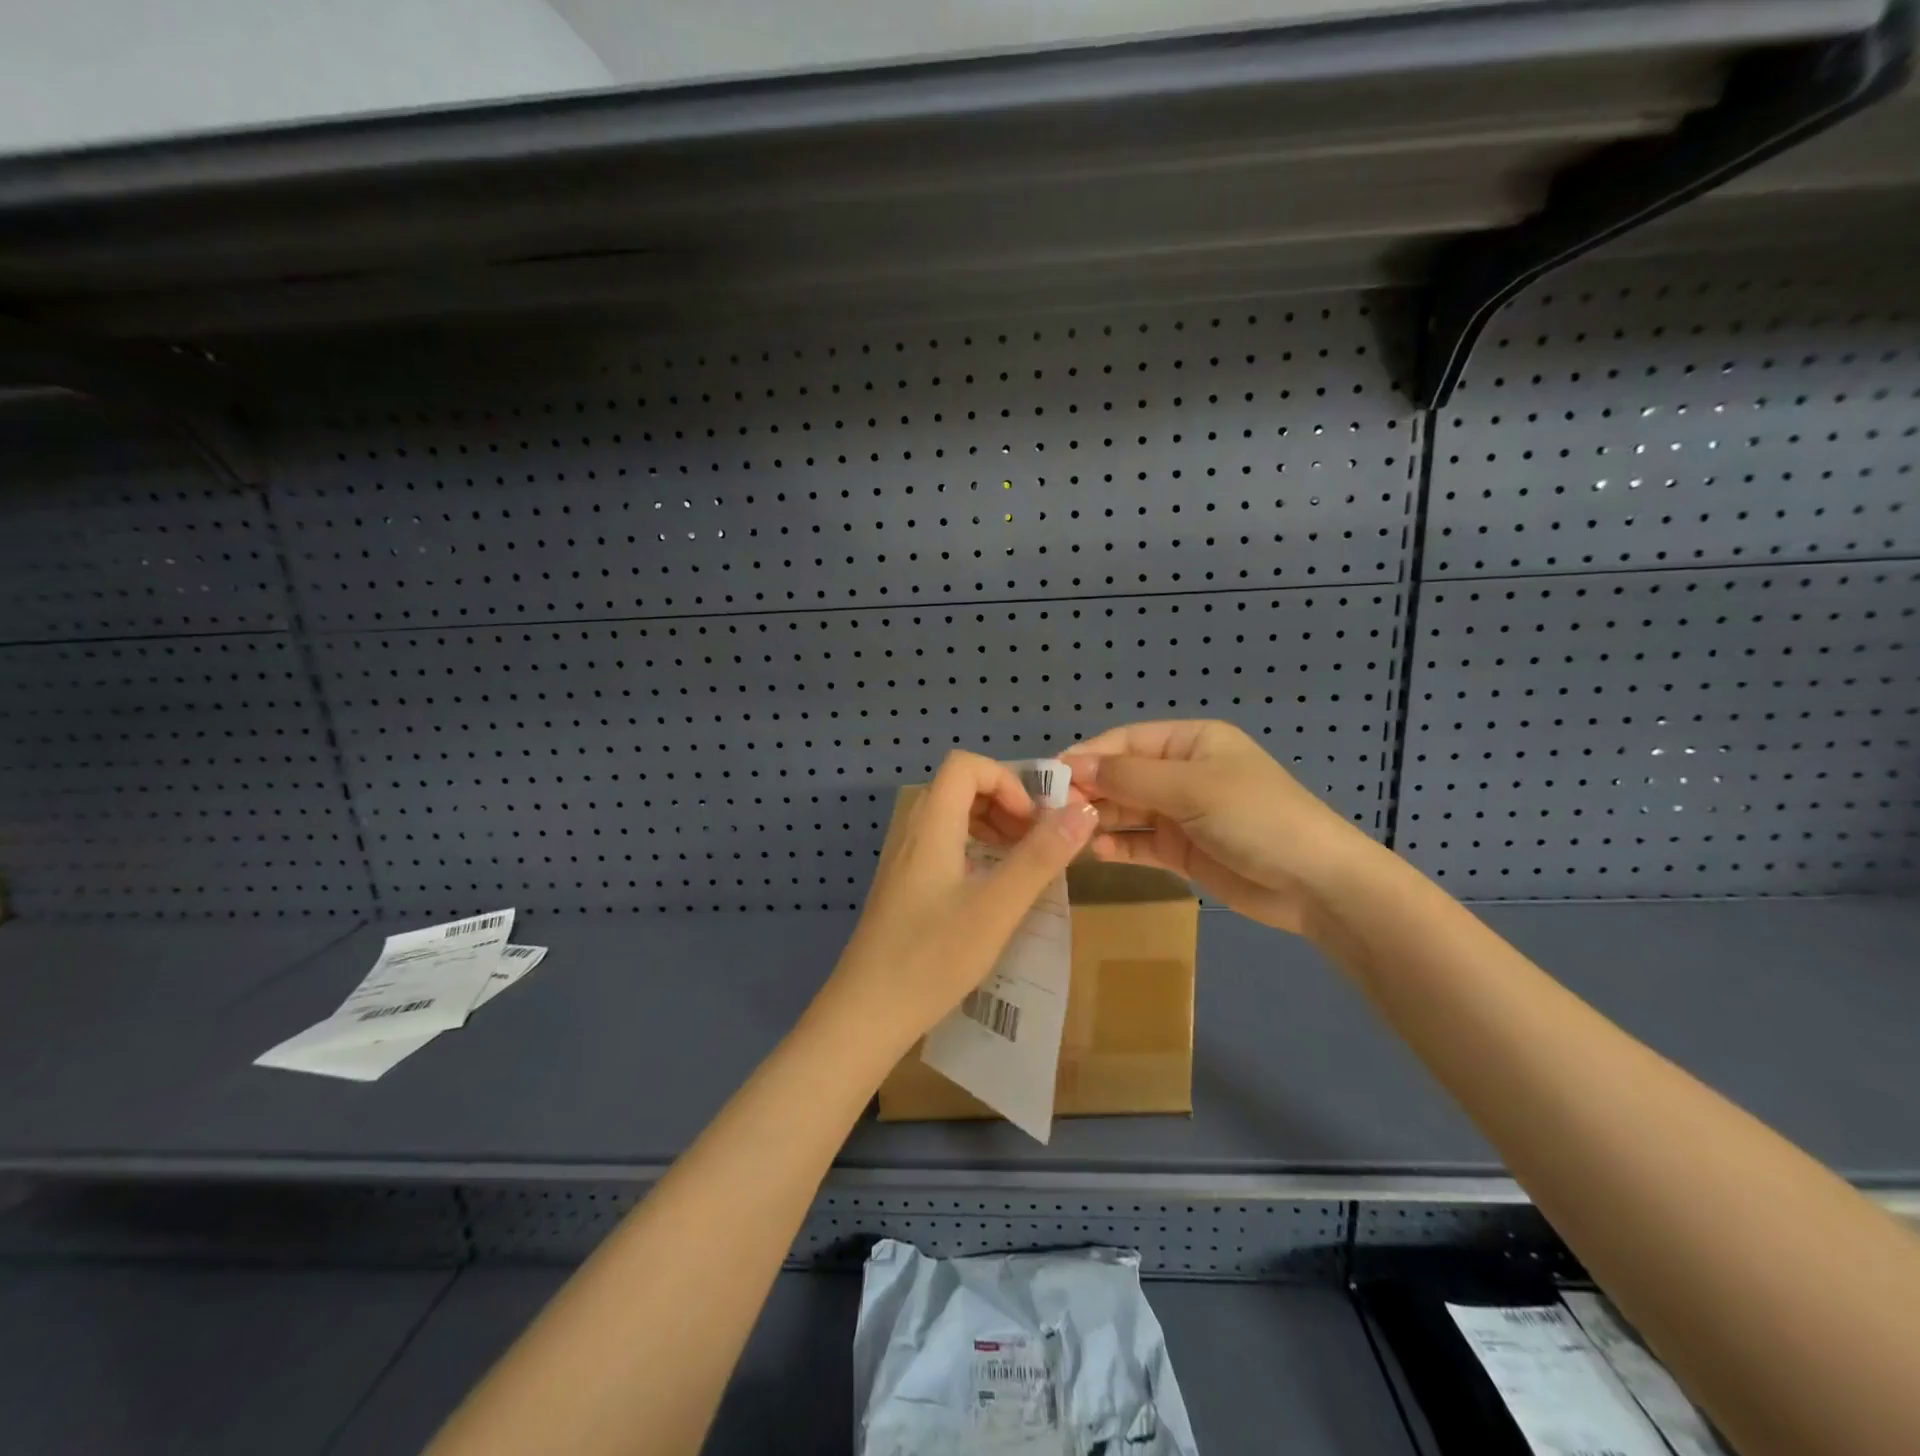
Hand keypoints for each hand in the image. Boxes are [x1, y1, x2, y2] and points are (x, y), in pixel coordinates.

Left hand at [820, 751, 1097, 1053]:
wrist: (865, 1015)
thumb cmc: (931, 958)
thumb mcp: (996, 908)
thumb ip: (1039, 858)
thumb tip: (1083, 810)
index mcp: (930, 826)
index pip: (965, 766)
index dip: (1006, 781)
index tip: (1033, 823)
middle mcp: (912, 834)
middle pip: (958, 788)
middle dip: (1004, 804)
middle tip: (1035, 843)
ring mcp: (903, 862)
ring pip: (950, 819)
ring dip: (991, 828)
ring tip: (1021, 864)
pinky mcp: (903, 888)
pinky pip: (943, 847)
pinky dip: (974, 852)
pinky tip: (991, 891)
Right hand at [1061, 720, 1385, 935]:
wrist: (1315, 884)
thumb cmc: (1255, 817)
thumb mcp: (1191, 787)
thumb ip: (1128, 777)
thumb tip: (1070, 764)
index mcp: (1190, 742)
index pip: (1124, 742)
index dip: (1086, 756)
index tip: (1047, 777)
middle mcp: (1182, 773)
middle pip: (1122, 776)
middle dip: (1088, 790)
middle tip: (1049, 811)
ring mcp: (1182, 813)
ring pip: (1127, 810)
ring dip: (1099, 819)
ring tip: (1064, 833)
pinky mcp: (1183, 850)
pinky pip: (1140, 842)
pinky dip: (1117, 845)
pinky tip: (1094, 851)